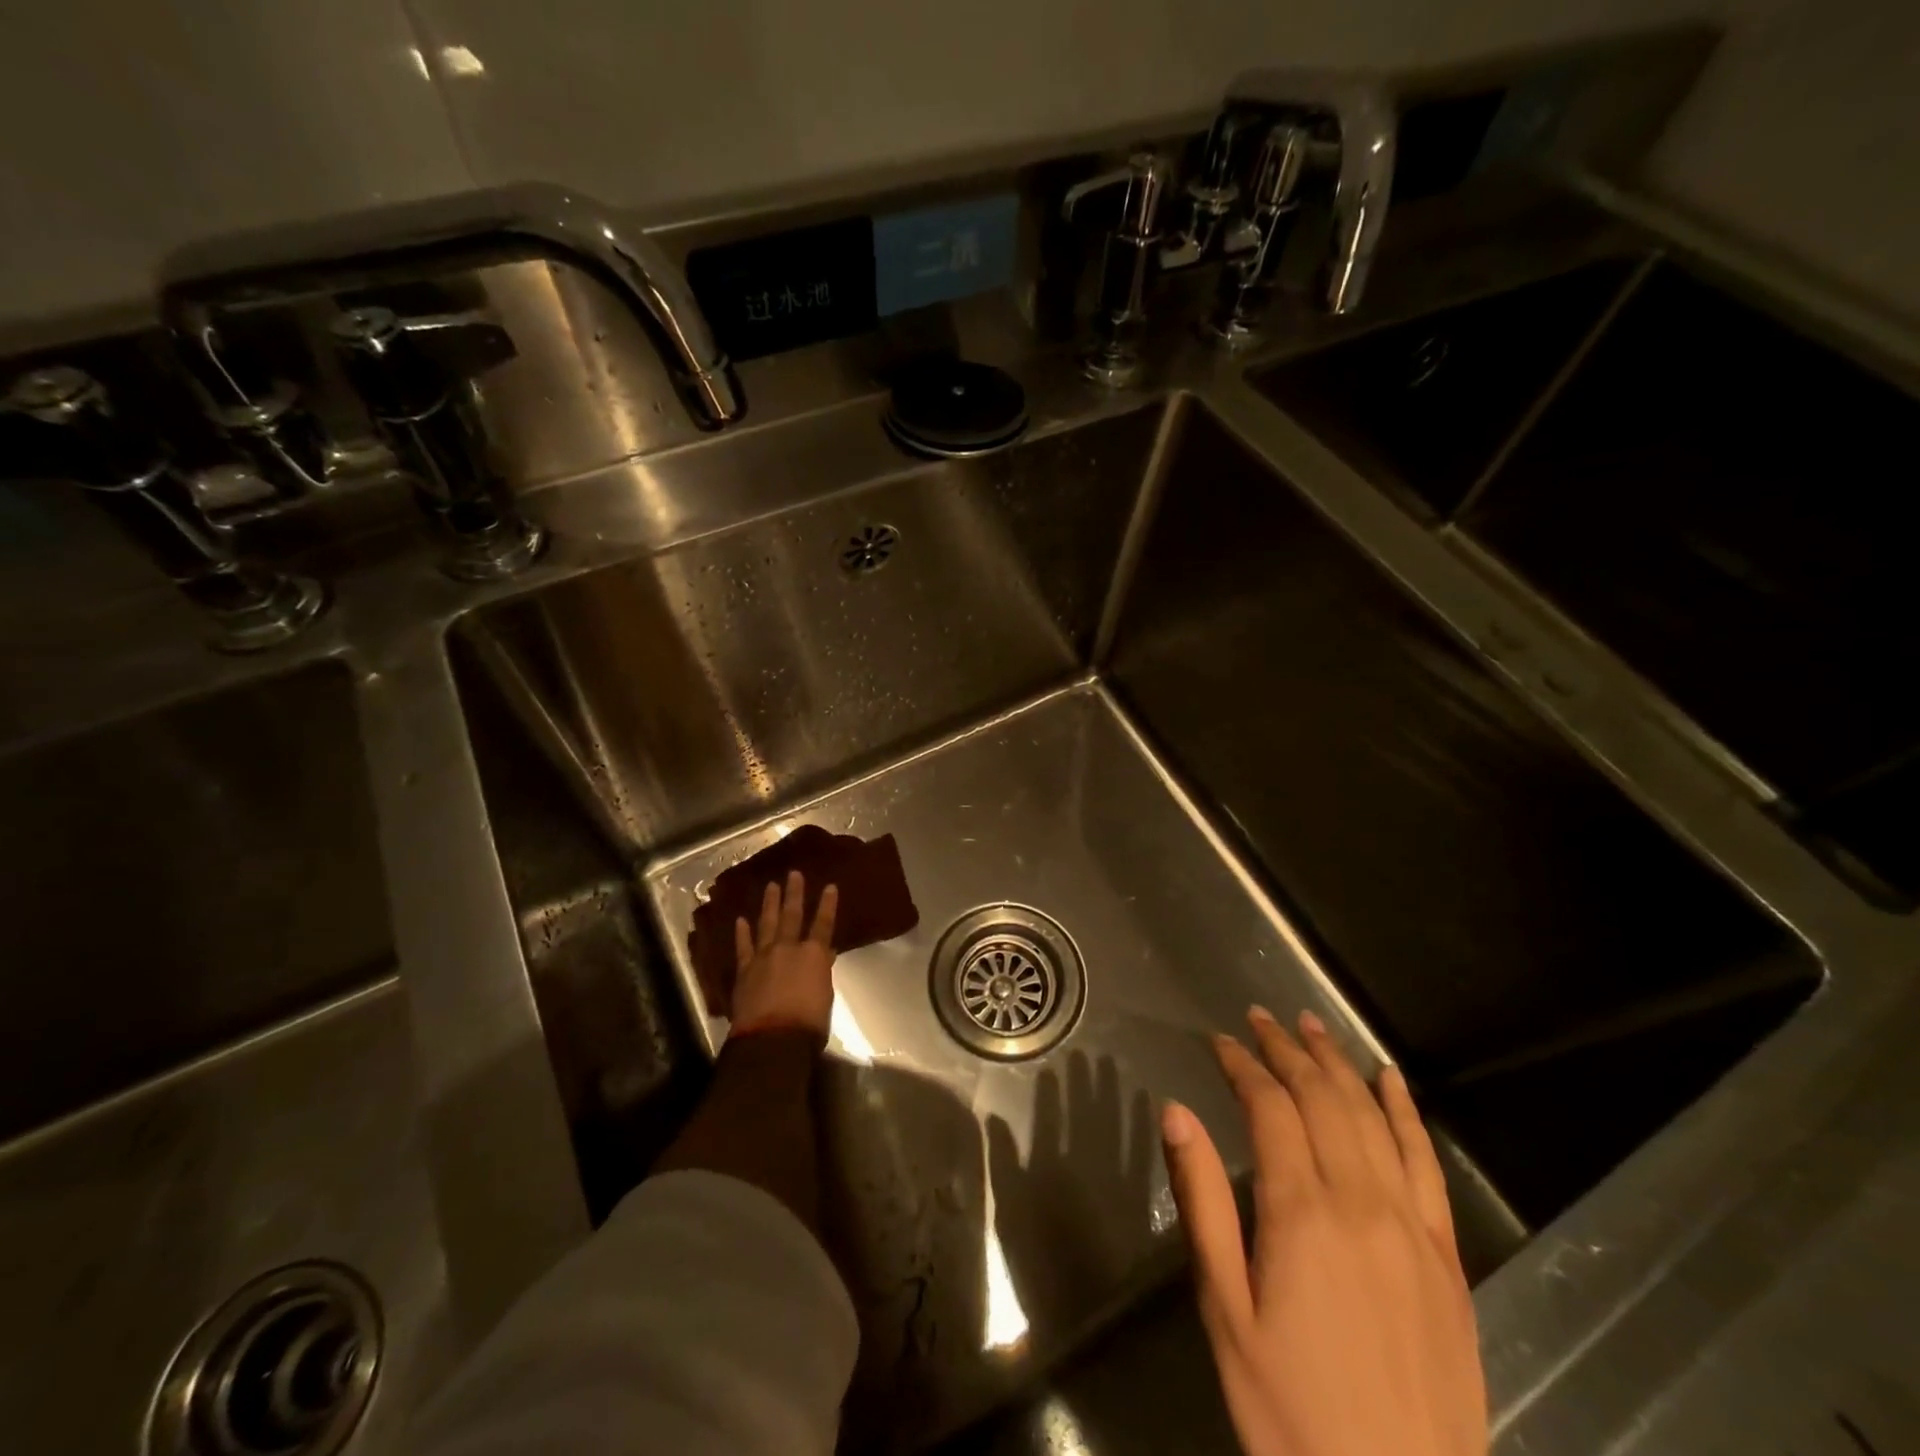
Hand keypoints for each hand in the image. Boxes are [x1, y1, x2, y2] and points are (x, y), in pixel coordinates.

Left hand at [729, 870, 838, 1038]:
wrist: (772, 1040)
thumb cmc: (809, 1023)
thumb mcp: (825, 996)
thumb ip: (822, 972)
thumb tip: (825, 956)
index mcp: (814, 955)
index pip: (824, 924)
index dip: (828, 905)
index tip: (830, 886)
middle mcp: (789, 948)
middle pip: (792, 915)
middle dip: (794, 893)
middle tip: (794, 874)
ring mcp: (764, 957)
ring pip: (767, 924)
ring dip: (770, 904)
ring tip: (771, 886)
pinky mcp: (745, 971)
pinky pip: (743, 947)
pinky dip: (742, 933)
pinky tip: (741, 920)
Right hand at [1161, 1007, 1484, 1455]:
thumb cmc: (1289, 1410)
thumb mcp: (1225, 1309)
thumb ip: (1202, 1202)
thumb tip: (1175, 1113)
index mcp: (1302, 1213)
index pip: (1270, 1107)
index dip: (1243, 1065)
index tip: (1220, 1040)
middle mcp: (1362, 1203)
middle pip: (1322, 1099)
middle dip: (1287, 1050)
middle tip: (1260, 1018)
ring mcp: (1413, 1227)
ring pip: (1373, 1118)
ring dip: (1339, 1064)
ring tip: (1312, 1025)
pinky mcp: (1447, 1257)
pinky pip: (1426, 1164)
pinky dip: (1406, 1112)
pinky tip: (1390, 1080)